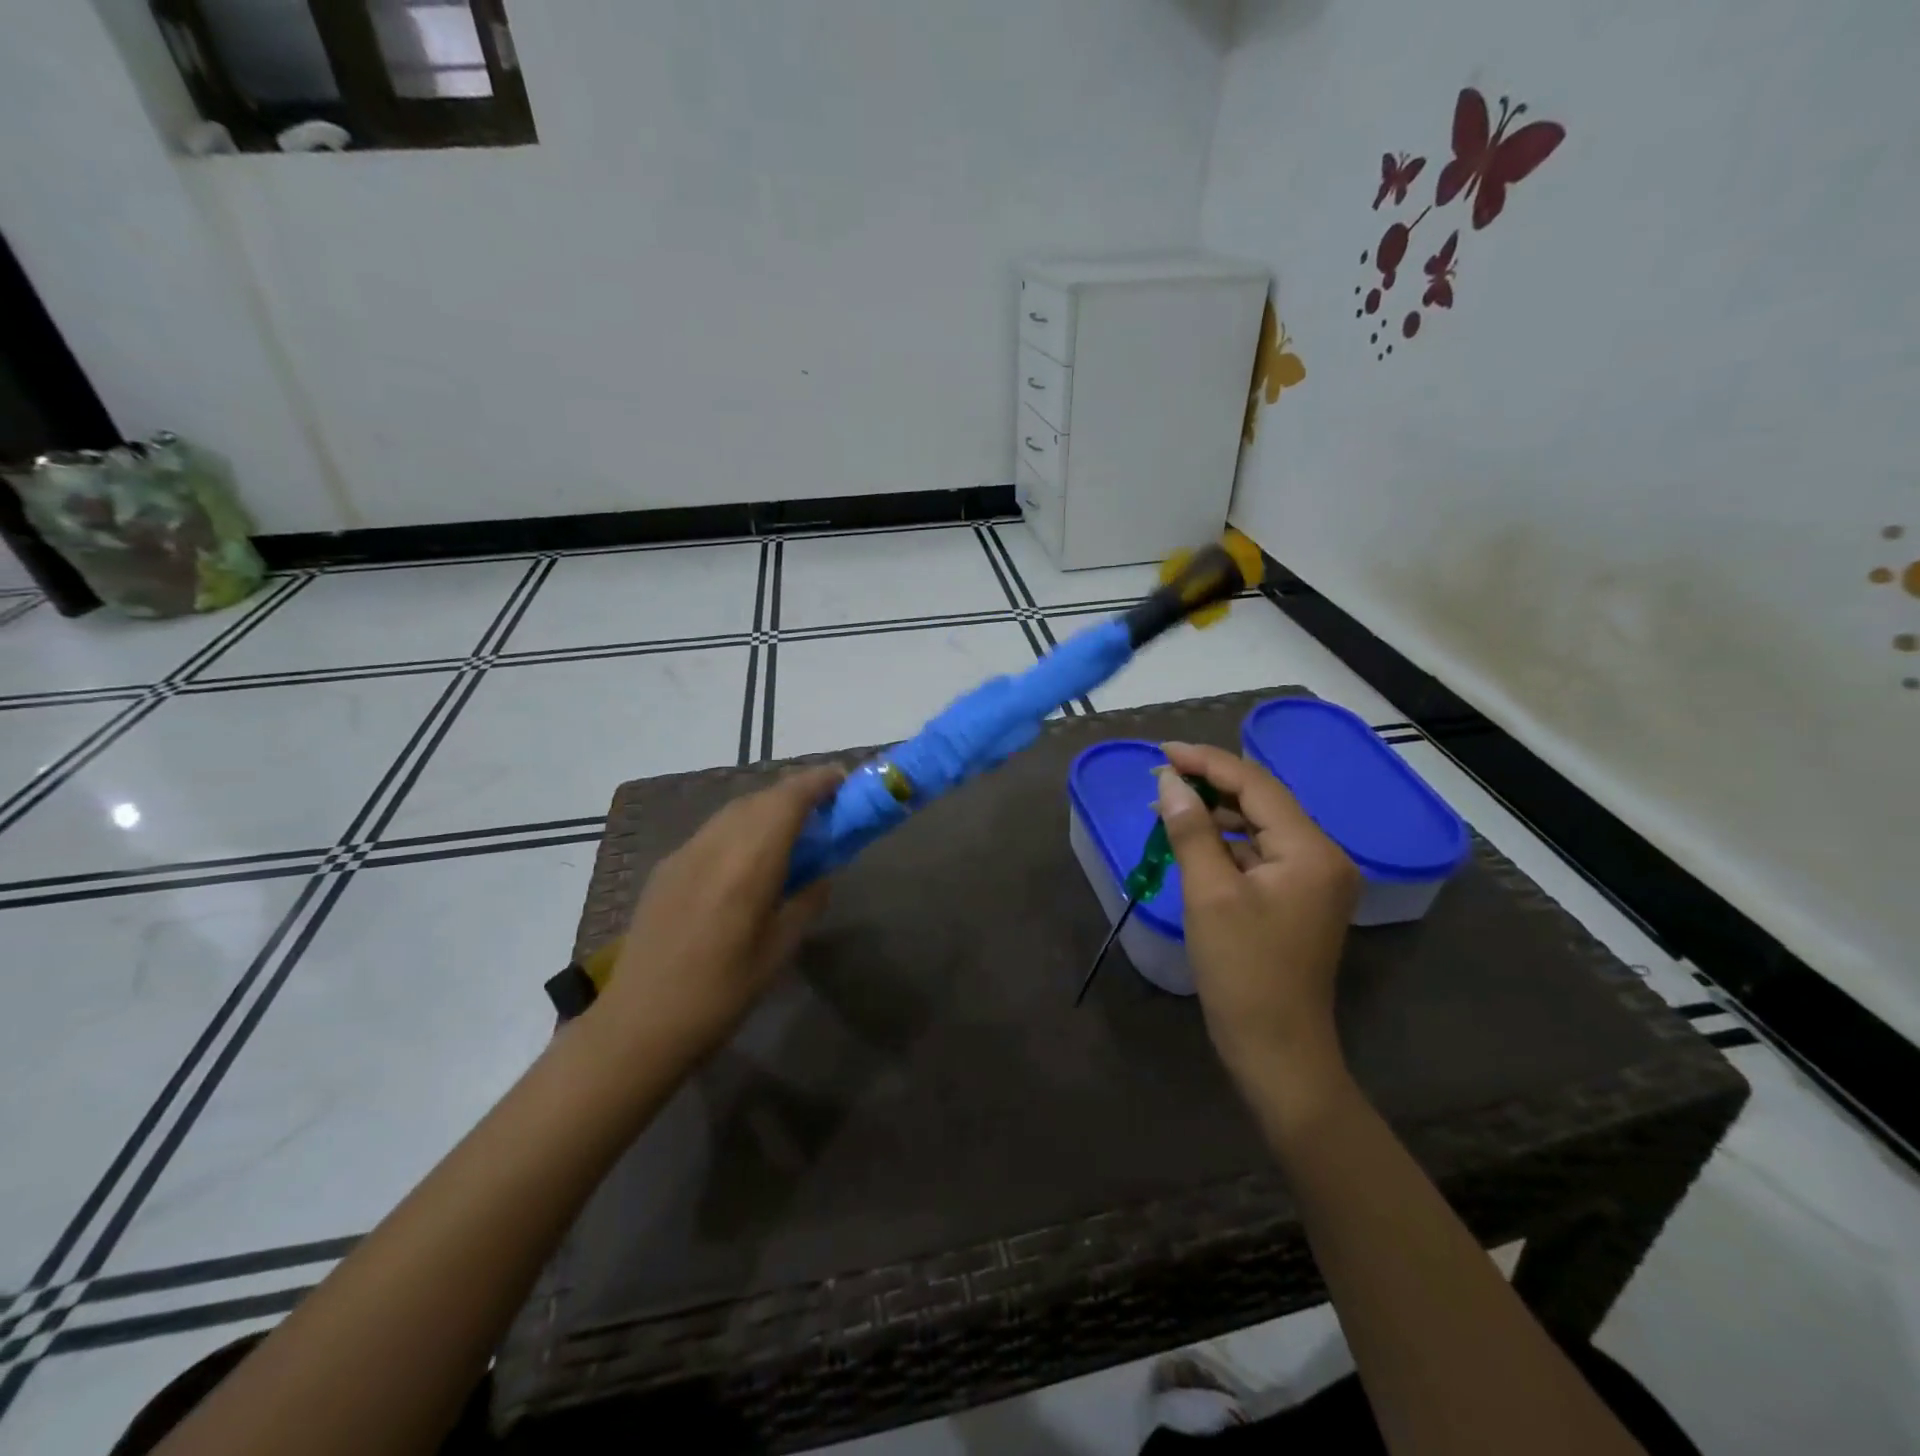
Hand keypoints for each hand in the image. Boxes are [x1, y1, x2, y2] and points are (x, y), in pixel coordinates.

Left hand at [589, 766, 843, 1072]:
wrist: (639, 1024)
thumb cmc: (720, 995)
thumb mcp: (778, 951)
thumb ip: (805, 902)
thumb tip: (821, 874)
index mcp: (748, 865)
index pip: (787, 801)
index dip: (817, 782)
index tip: (842, 780)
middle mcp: (714, 846)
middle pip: (760, 798)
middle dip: (795, 792)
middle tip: (825, 806)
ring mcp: (684, 854)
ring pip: (734, 810)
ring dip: (767, 806)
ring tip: (792, 827)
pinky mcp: (666, 869)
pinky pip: (713, 831)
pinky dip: (741, 826)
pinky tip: (748, 855)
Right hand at [1156, 742, 1360, 1116]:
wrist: (1276, 1048)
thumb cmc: (1242, 971)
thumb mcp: (1209, 893)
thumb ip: (1190, 829)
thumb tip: (1168, 781)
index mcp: (1311, 850)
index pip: (1256, 785)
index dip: (1207, 762)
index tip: (1162, 751)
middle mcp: (1323, 855)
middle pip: (1262, 801)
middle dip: (1210, 785)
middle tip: (1160, 776)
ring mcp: (1314, 878)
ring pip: (1259, 826)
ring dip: (1215, 814)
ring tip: (1167, 805)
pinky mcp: (1298, 898)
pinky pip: (1260, 853)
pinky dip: (1226, 843)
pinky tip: (1193, 841)